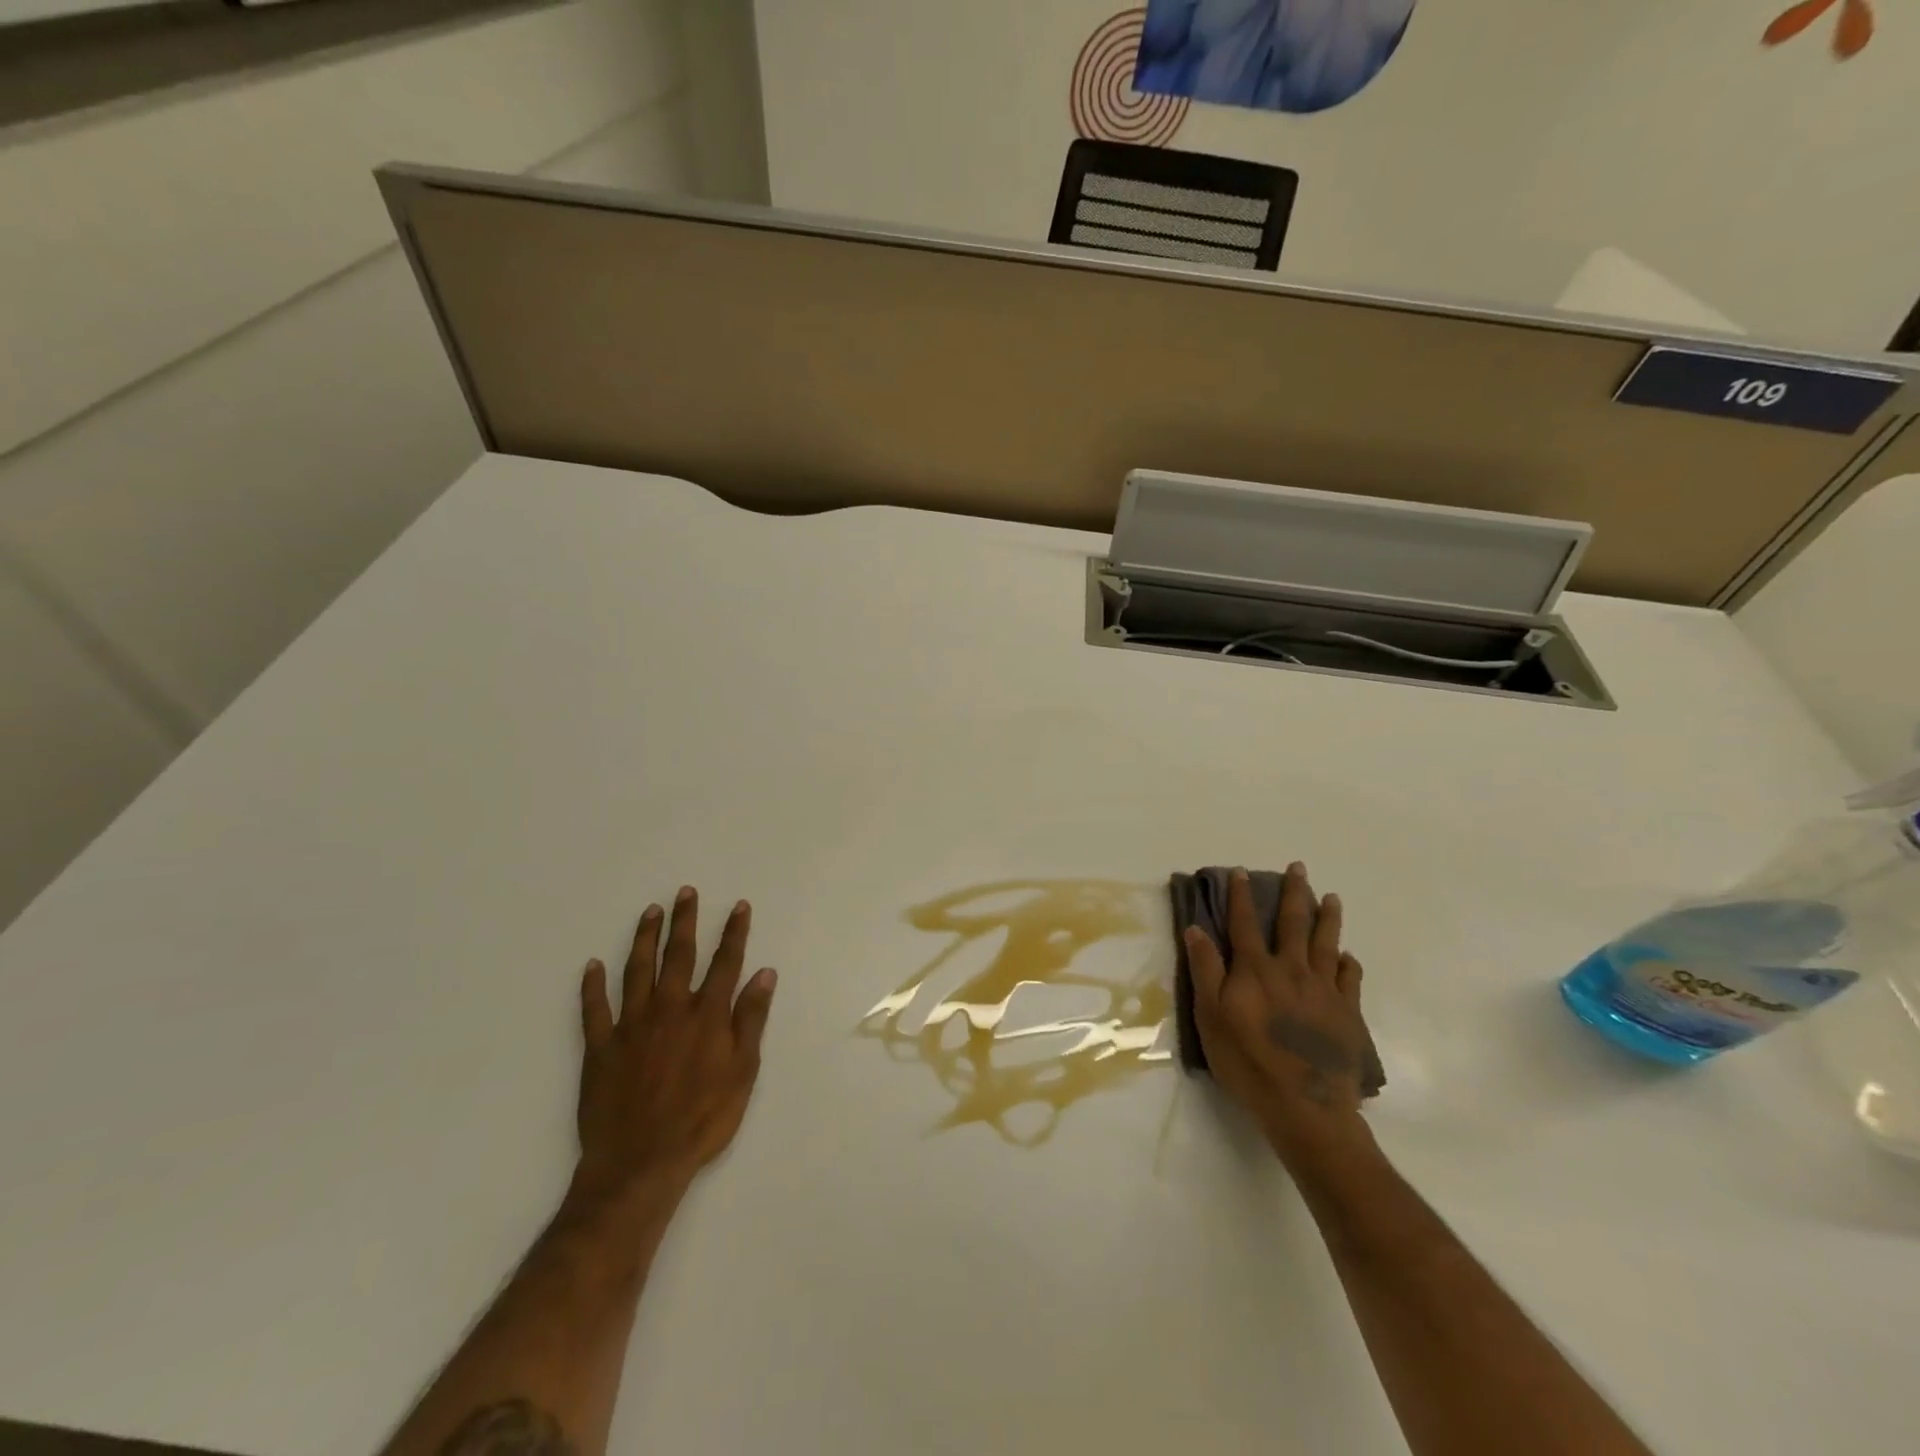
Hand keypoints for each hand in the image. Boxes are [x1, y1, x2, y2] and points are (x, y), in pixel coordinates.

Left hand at [572, 887, 777, 1209]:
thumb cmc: (702, 1120)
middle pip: (679, 955)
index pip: (725, 962)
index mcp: (706, 1015)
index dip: (733, 932)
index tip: (738, 906)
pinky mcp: (600, 1047)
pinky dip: (592, 986)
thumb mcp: (743, 1072)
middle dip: (684, 921)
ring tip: (650, 912)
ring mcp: (631, 1025)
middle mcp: (669, 1009)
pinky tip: (592, 966)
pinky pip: (594, 1009)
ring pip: (637, 970)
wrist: (641, 1164)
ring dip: (645, 938)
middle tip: (684, 893)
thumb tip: (765, 973)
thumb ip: (752, 1019)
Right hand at [1184, 864, 1375, 1167]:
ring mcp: (1324, 990)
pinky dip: (1348, 963)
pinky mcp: (1346, 1013)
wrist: (1305, 1105)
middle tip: (1298, 868)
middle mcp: (1291, 970)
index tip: (1242, 872)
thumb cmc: (1247, 1061)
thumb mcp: (1211, 1016)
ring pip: (1326, 943)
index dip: (1241, 896)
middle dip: (1293, 893)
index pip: (1244, 923)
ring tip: (1331, 898)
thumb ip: (1205, 970)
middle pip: (1293, 923)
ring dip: (1327, 918)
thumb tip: (1196, 928)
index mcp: (1255, 969)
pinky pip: (1350, 978)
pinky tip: (1347, 956)